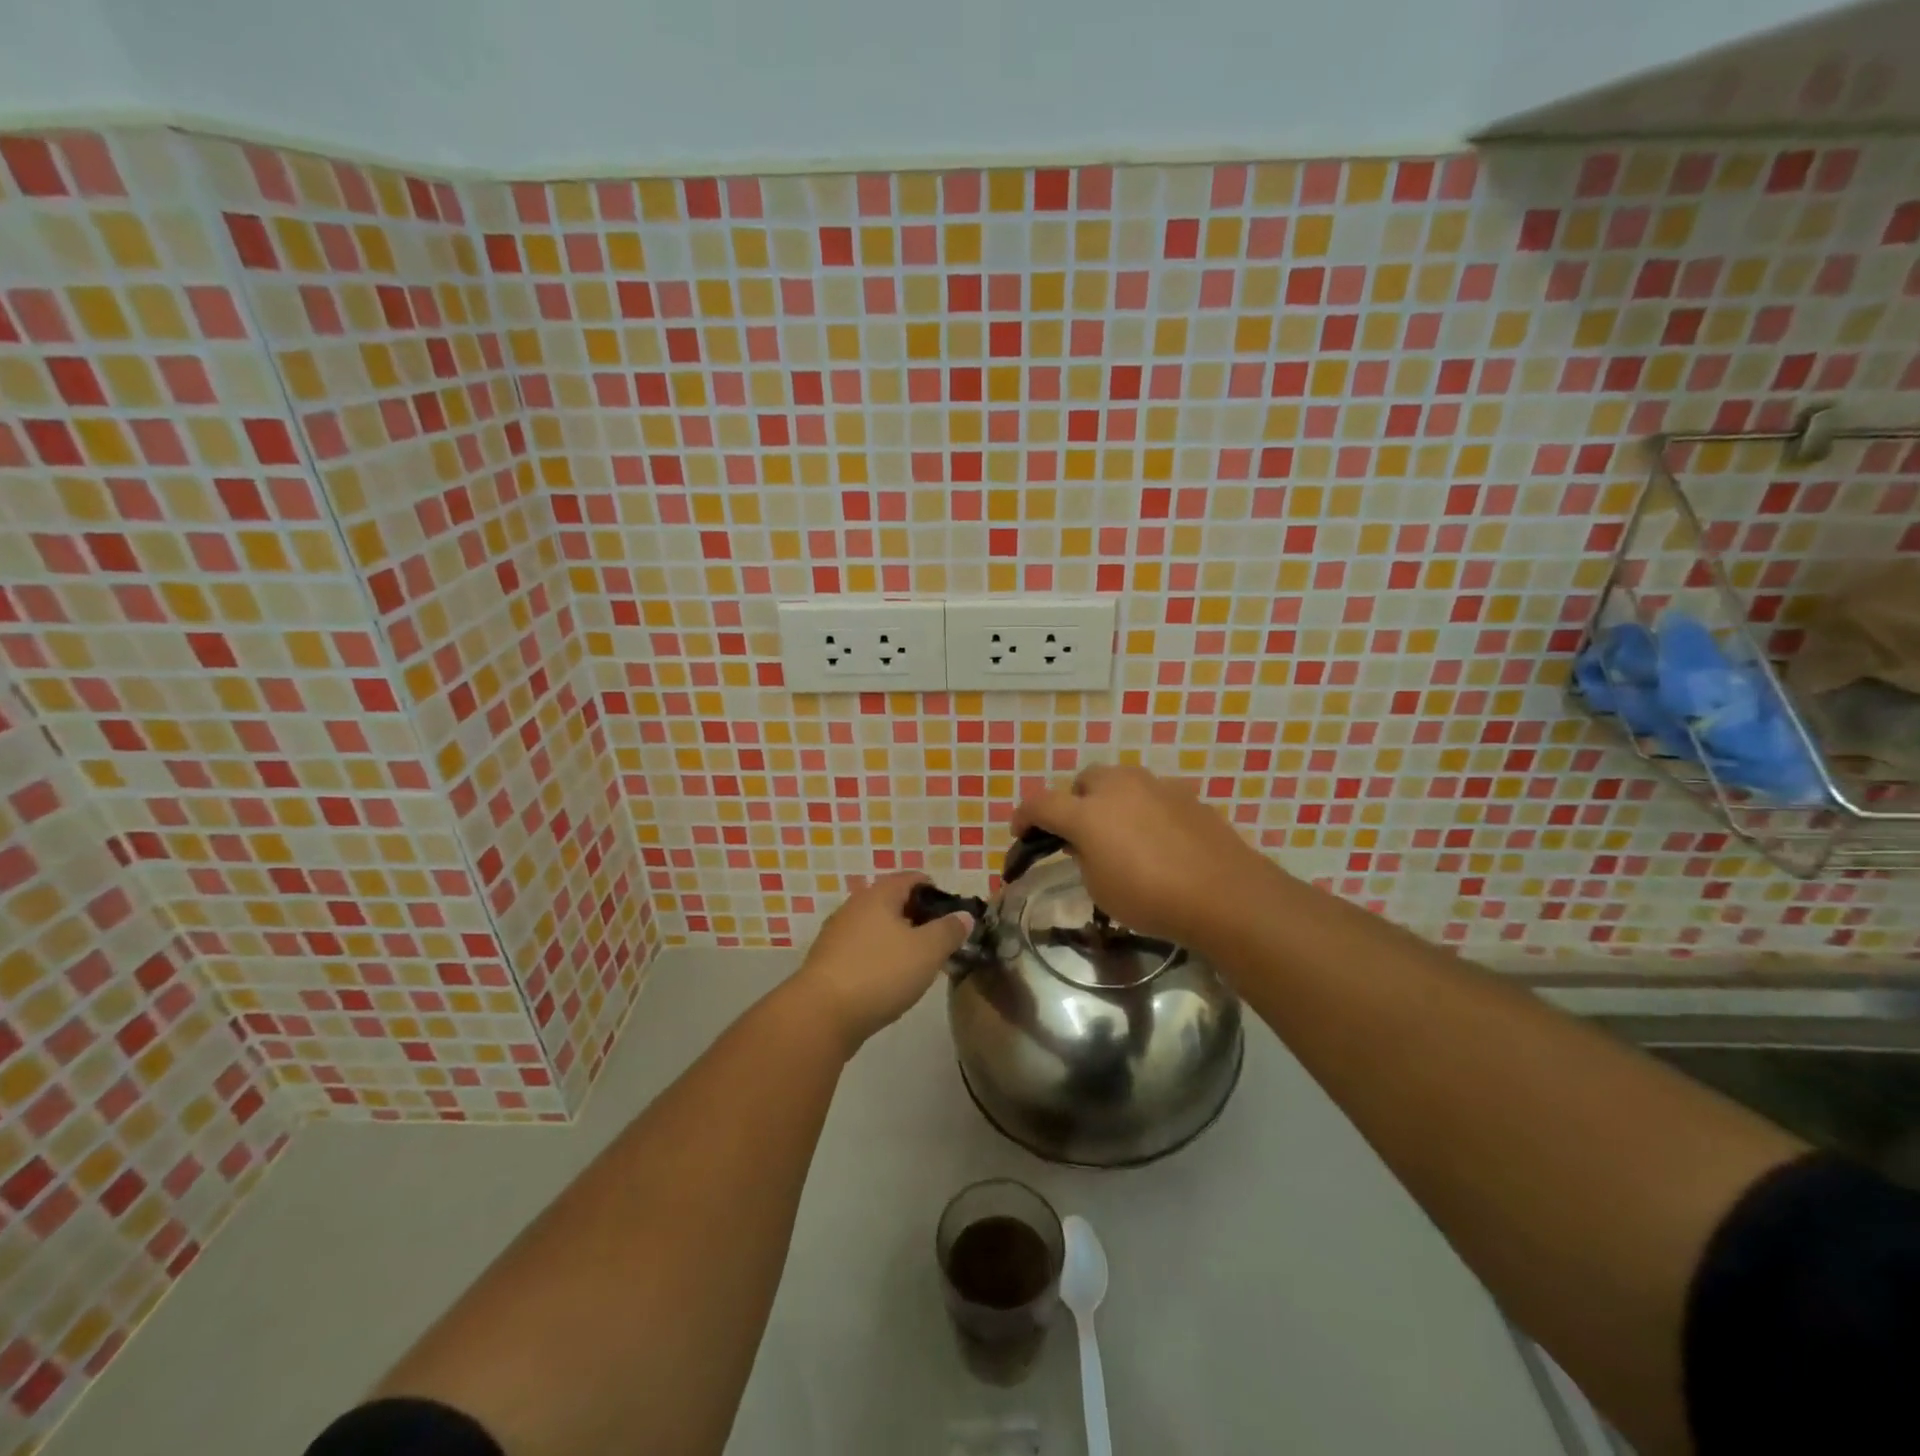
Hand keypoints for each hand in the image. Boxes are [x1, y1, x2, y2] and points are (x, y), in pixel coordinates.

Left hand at [791, 873, 972, 1053]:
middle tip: (940, 943)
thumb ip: (949, 930)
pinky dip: (879, 958)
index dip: (936, 892)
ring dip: (898, 940)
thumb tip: (964, 915)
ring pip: (877, 928)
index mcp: (879, 894)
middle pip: (893, 902)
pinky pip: (862, 950)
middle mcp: (855, 906)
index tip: (953, 917)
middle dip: (918, 918)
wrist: (821, 1014)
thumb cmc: (880, 973)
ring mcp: (837, 933)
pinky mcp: (828, 961)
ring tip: (918, 965)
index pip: (913, 878)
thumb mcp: (927, 951)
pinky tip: (889, 982)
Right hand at [1012, 765, 1269, 946]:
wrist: (1222, 893)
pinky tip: (1156, 838)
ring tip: (1120, 833)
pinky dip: (1143, 809)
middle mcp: (1117, 787)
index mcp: (1086, 812)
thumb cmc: (1150, 897)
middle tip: (1080, 833)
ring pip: (1120, 781)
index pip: (1040, 803)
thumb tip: (1086, 842)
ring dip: (1110, 800)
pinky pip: (1151, 794)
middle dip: (1074, 801)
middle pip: (1083, 781)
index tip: (1021, 832)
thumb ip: (1083, 857)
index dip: (1024, 816)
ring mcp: (1155, 785)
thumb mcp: (1099, 887)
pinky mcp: (1185, 794)